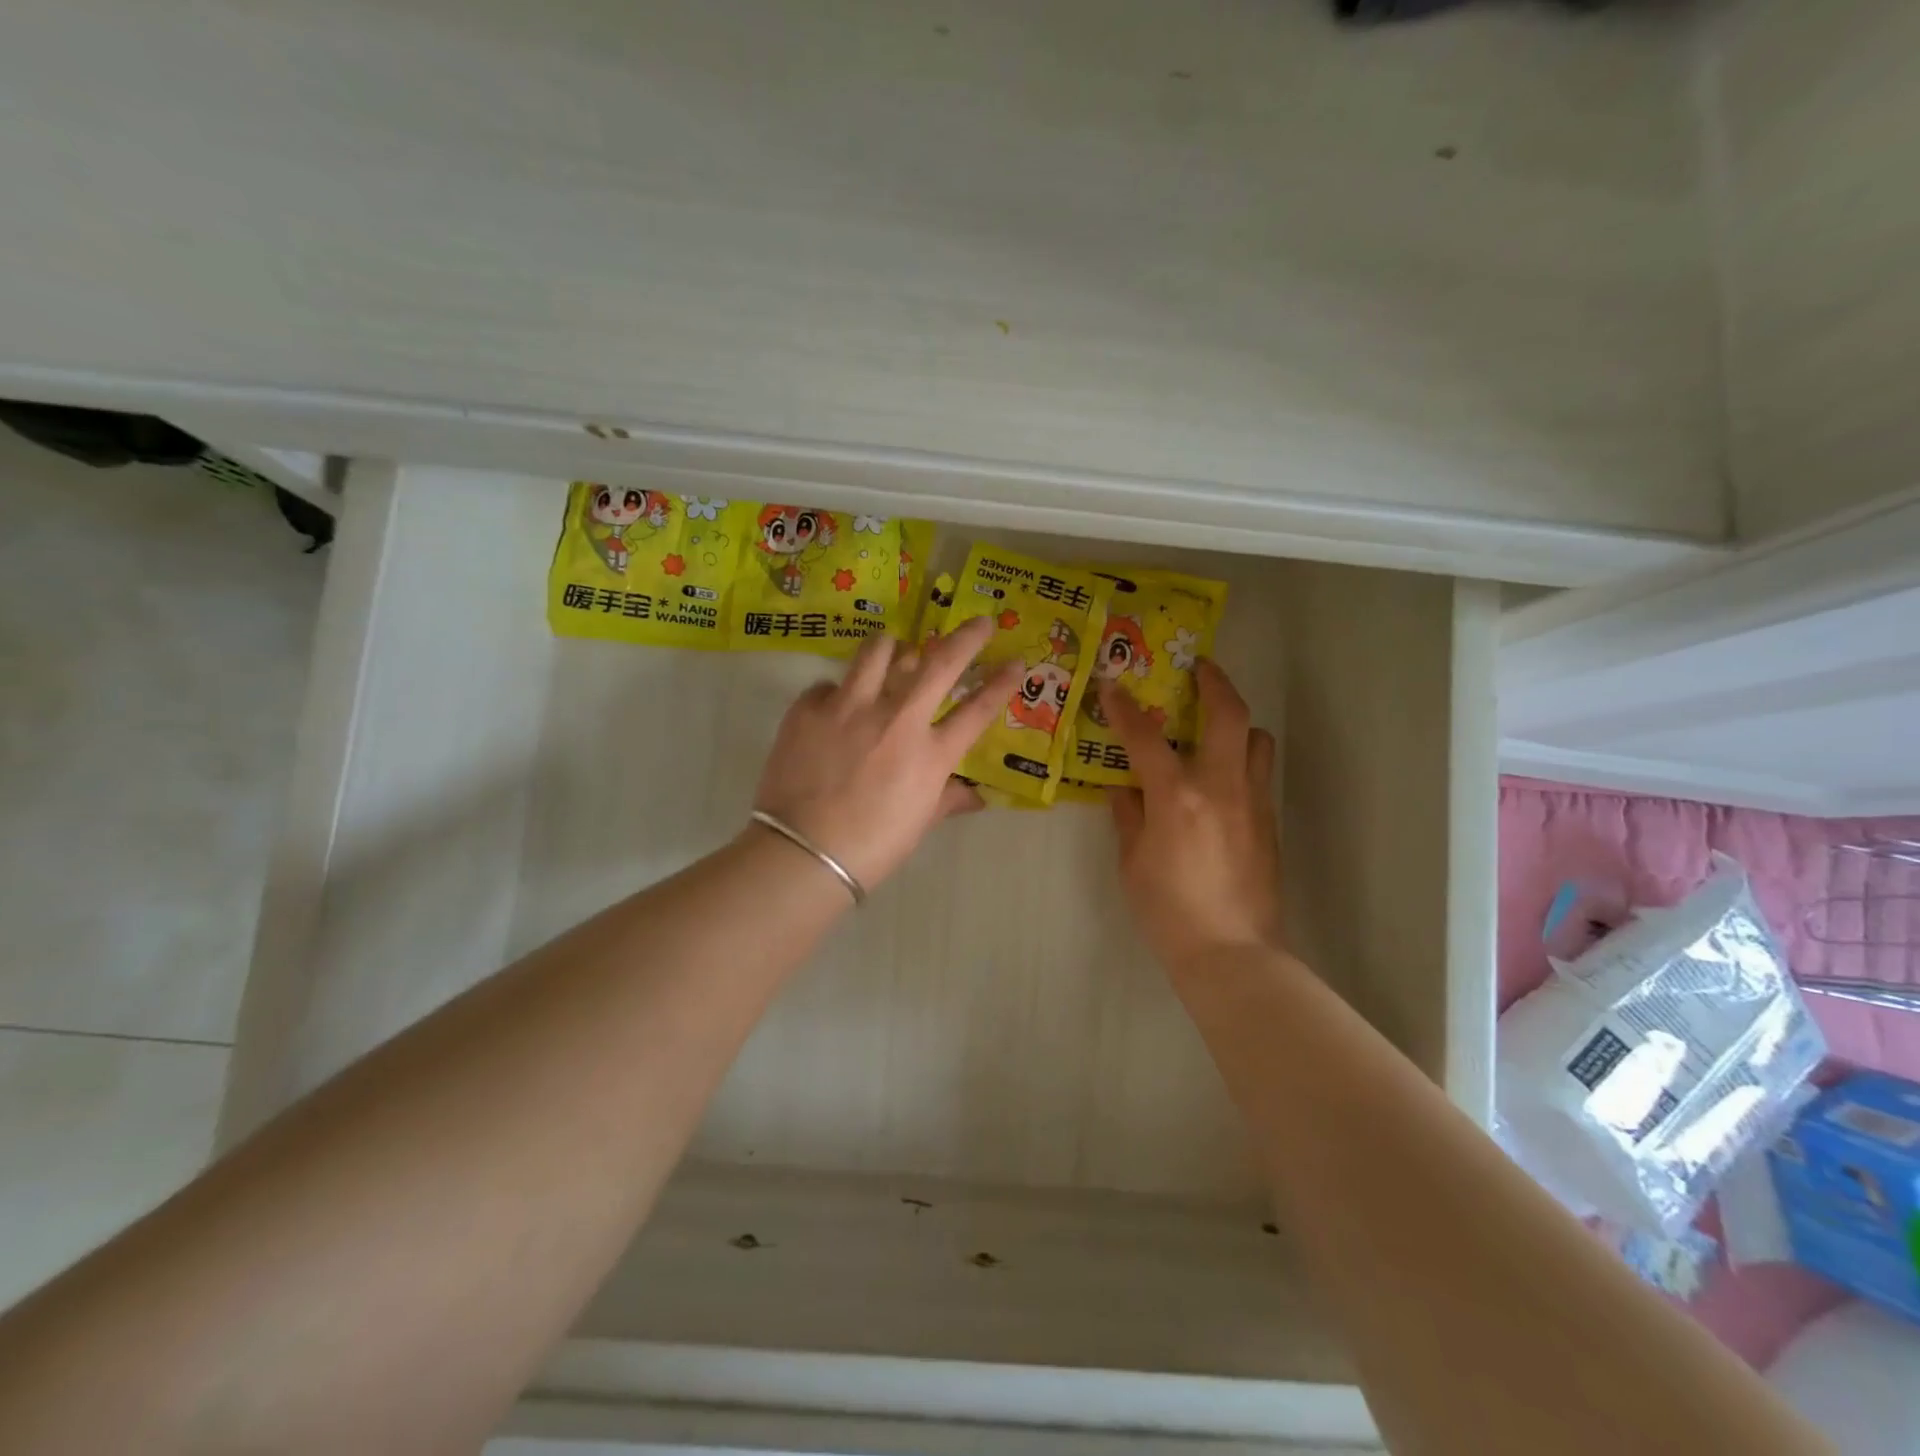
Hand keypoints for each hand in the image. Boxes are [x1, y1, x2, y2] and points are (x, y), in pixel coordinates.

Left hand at [753, 616, 1015, 889]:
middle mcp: (897, 719)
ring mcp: (850, 707)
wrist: (804, 854)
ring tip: (895, 651)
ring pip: (878, 651)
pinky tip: (835, 708)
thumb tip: (976, 796)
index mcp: (930, 753)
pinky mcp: (809, 708)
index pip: (978, 709)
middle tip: (980, 622)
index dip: (1001, 682)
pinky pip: (828, 684)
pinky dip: (838, 691)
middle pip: (940, 662)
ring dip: (894, 647)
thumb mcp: (919, 823)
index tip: (1016, 661)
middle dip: (967, 637)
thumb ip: (948, 799)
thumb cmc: (872, 846)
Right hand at [1101, 661, 1282, 973]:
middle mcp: (1221, 787)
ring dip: (1237, 723)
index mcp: (1177, 797)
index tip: (1113, 684)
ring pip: (1258, 739)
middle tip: (1198, 668)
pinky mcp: (1270, 822)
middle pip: (1229, 714)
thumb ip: (1128, 816)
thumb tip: (1124, 788)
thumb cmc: (1169, 911)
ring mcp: (1252, 802)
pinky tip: (1220, 780)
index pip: (1146, 738)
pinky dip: (1241, 760)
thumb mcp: (1133, 863)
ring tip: (1212, 729)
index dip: (1125, 708)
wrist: (1232, 953)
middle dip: (1214, 681)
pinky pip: (1259, 773)